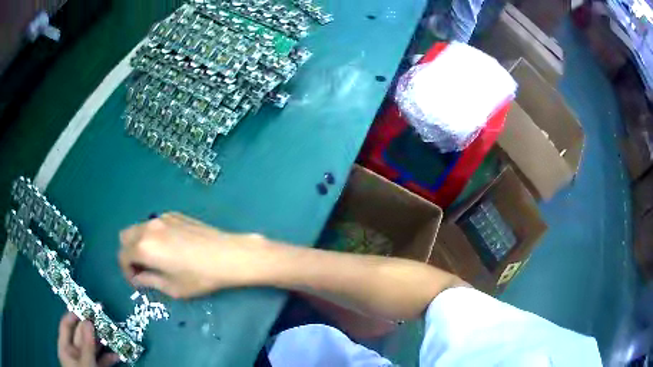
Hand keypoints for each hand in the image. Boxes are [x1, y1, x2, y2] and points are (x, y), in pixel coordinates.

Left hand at [57, 312, 119, 366]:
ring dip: (103, 343)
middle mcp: (74, 352)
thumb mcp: (85, 363)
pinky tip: (117, 356)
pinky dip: (109, 358)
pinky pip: (101, 361)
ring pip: (93, 348)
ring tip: (114, 336)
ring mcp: (85, 362)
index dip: (74, 315)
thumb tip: (88, 321)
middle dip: (92, 328)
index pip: (66, 325)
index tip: (86, 307)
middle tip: (104, 319)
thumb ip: (86, 344)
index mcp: (65, 347)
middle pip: (81, 335)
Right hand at [118, 212, 267, 297]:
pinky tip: (170, 248)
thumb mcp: (172, 287)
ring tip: (155, 260)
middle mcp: (148, 227)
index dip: (126, 272)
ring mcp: (161, 217)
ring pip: (139, 228)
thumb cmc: (199, 277)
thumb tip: (138, 278)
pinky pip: (154, 224)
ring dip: (139, 243)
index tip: (137, 282)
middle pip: (125, 237)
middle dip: (129, 254)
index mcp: (144, 246)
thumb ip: (149, 281)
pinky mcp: (174, 214)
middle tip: (142, 270)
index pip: (122, 256)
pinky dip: (152, 235)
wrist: (228, 255)